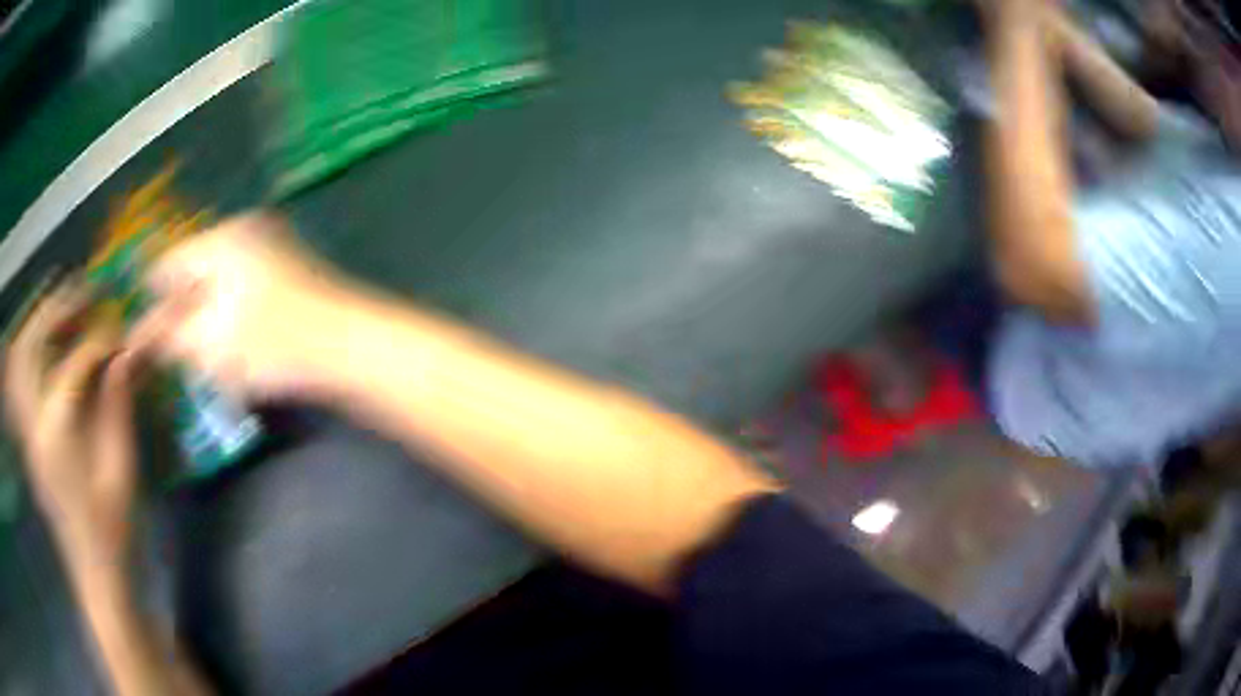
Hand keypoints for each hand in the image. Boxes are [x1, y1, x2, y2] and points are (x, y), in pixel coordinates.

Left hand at [4, 280, 139, 581]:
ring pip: (21, 356)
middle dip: (59, 307)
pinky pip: (20, 380)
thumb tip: (128, 354)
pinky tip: (43, 345)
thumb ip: (119, 406)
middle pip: (34, 342)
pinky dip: (28, 351)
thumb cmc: (114, 530)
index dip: (102, 340)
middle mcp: (34, 421)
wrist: (96, 575)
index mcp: (58, 430)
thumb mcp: (122, 471)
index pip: (76, 360)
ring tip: (60, 304)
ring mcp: (28, 431)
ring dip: (38, 322)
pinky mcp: (29, 440)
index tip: (125, 338)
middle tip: (84, 291)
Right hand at [129, 212, 349, 400]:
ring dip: (205, 319)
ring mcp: (271, 250)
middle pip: (195, 272)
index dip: (152, 299)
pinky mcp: (289, 274)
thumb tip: (144, 333)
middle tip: (172, 350)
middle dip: (180, 312)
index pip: (170, 263)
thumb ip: (170, 336)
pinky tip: (233, 349)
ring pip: (219, 285)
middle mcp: (245, 234)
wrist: (349, 346)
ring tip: (202, 354)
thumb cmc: (272, 343)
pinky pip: (243, 293)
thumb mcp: (210, 343)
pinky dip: (231, 319)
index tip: (142, 333)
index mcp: (222, 240)